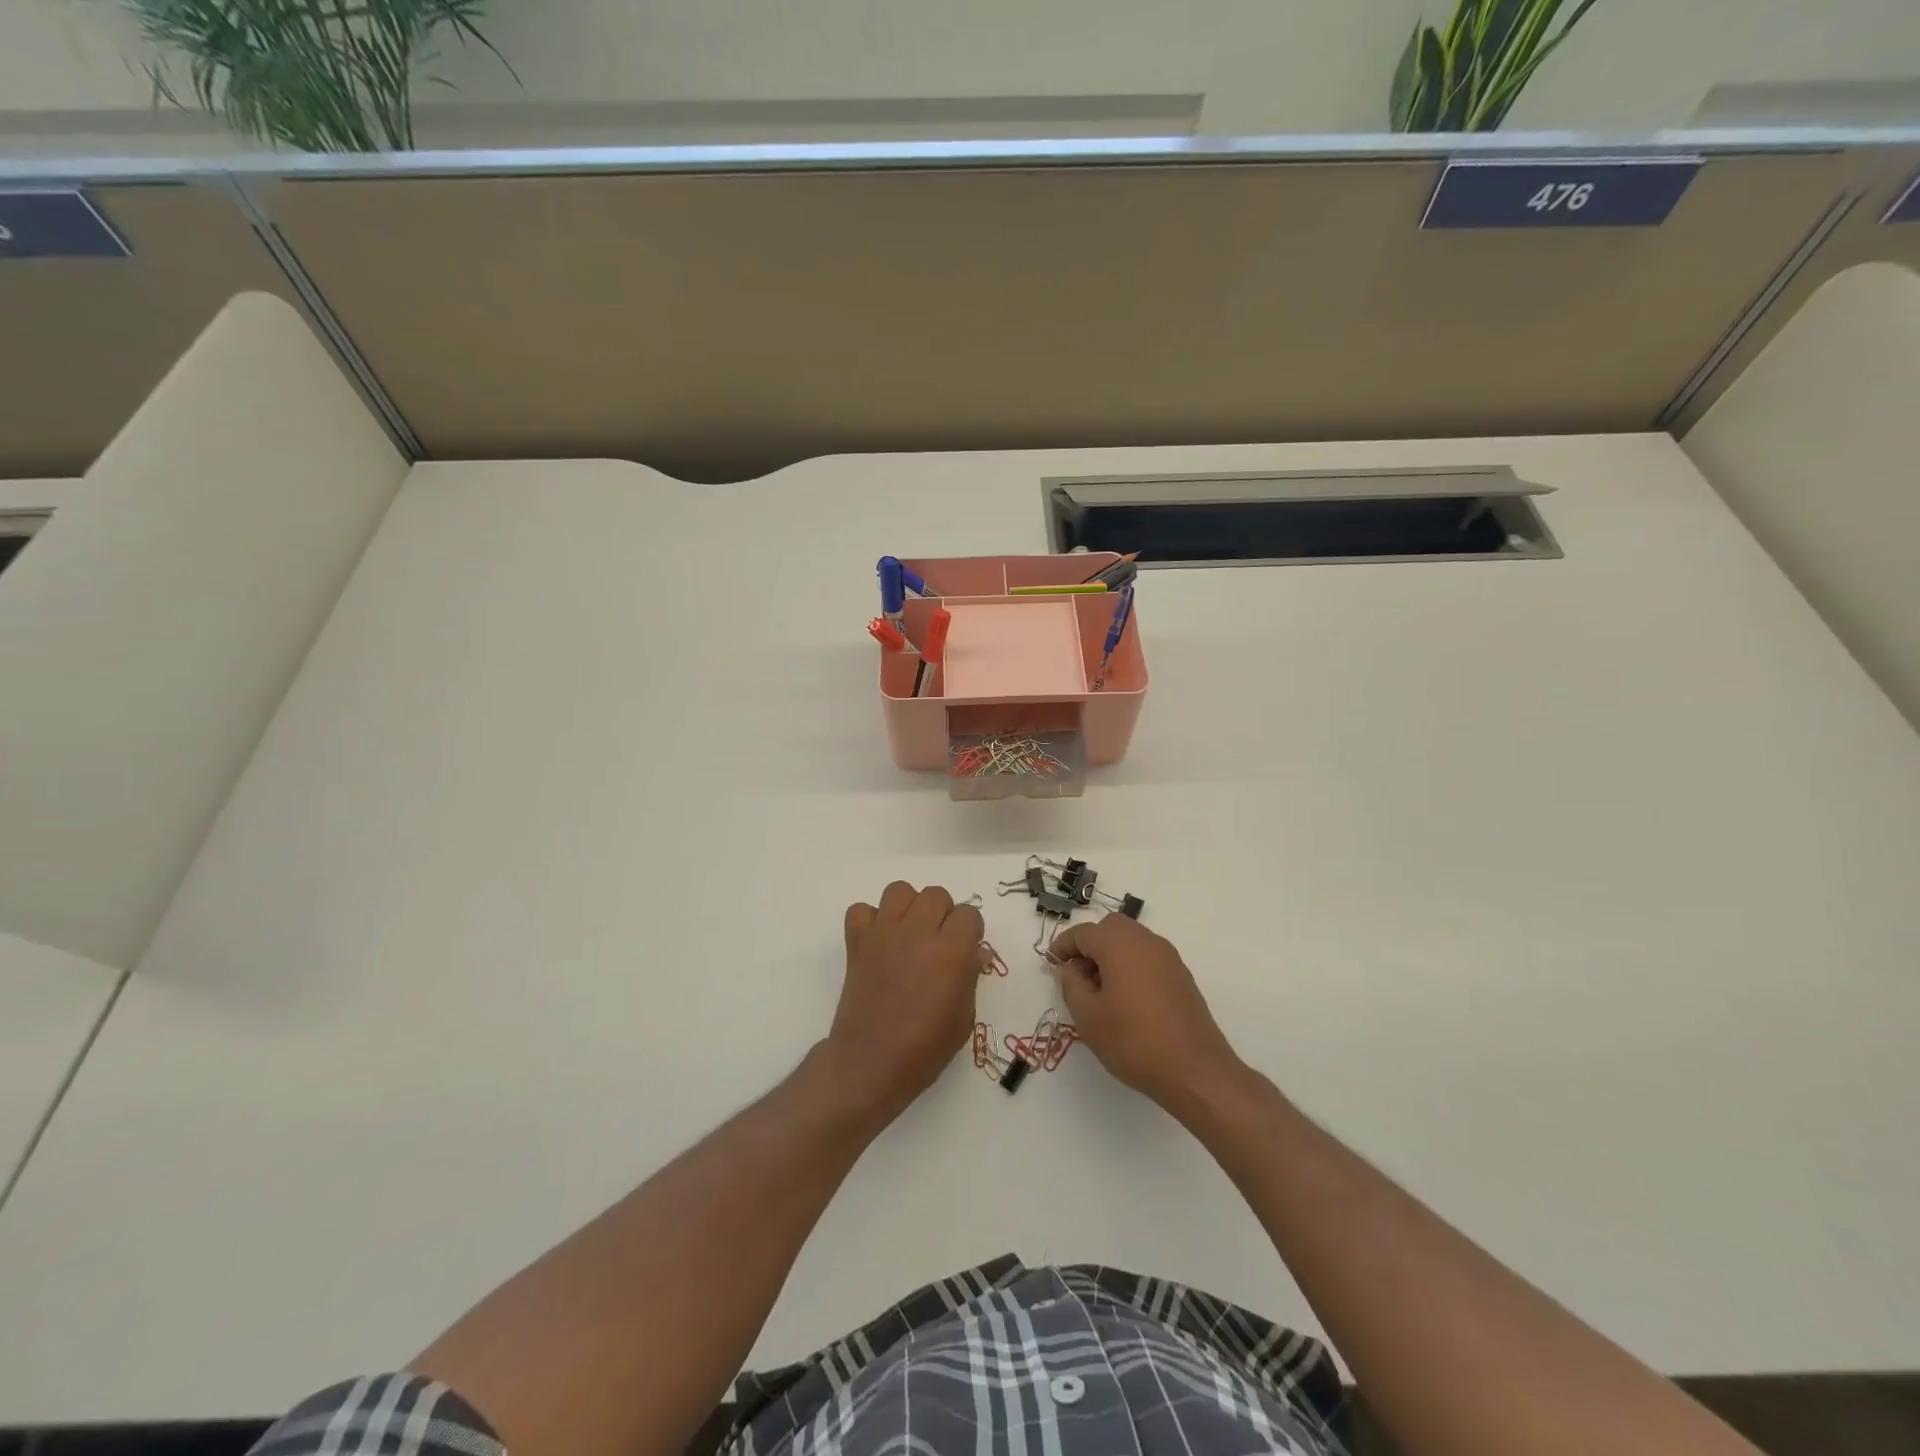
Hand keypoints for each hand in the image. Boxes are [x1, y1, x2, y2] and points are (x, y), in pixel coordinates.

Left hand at [826, 882, 984, 1125]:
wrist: (871, 1063)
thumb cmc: (925, 1048)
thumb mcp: (964, 1016)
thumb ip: (970, 976)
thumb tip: (974, 952)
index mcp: (951, 950)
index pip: (969, 913)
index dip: (970, 931)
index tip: (965, 950)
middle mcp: (918, 932)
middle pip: (937, 895)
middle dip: (942, 915)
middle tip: (938, 943)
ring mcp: (884, 933)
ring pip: (900, 890)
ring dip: (908, 907)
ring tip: (908, 934)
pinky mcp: (857, 942)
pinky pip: (862, 910)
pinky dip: (870, 920)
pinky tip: (878, 942)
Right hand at [1051, 914, 1238, 1109]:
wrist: (1195, 1070)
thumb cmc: (1134, 1041)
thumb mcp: (1088, 1017)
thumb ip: (1071, 985)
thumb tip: (1071, 968)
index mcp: (1119, 944)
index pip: (1083, 933)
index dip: (1063, 946)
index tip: (1051, 964)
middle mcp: (1145, 941)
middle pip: (1110, 928)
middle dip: (1089, 945)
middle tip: (1077, 975)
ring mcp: (1168, 957)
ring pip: (1131, 940)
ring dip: (1111, 954)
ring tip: (1100, 990)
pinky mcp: (1181, 975)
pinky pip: (1147, 957)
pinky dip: (1131, 965)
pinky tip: (1126, 998)